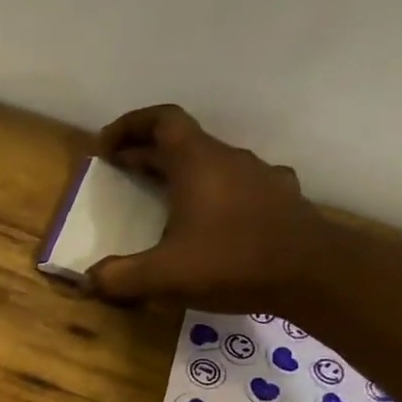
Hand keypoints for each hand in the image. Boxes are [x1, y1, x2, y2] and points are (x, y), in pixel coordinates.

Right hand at [87, 105, 327, 308]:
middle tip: (121, 171)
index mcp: (197, 163)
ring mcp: (260, 176)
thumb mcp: (163, 276)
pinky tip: (213, 221)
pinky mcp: (280, 199)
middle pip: (183, 142)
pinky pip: (238, 186)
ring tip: (164, 198)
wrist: (313, 274)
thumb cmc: (231, 262)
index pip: (162, 121)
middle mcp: (229, 159)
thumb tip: (89, 280)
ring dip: (182, 173)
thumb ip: (119, 277)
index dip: (130, 125)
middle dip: (147, 153)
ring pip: (212, 163)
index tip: (106, 145)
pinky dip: (215, 194)